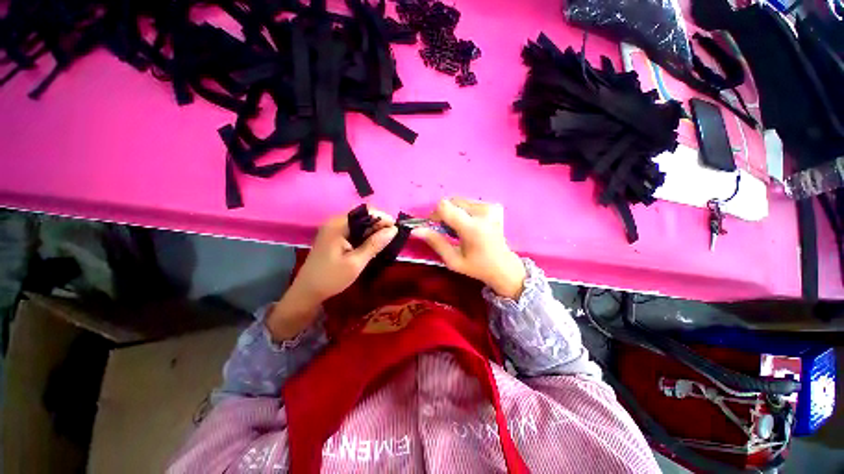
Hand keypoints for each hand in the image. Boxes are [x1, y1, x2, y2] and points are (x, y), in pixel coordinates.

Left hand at [267, 208, 397, 339]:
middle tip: (391, 239)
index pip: (366, 212)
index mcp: (339, 224)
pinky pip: (354, 230)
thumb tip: (393, 230)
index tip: (395, 231)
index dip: (382, 218)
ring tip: (384, 243)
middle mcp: (336, 222)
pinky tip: (371, 246)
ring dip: (373, 231)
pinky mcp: (335, 237)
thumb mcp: (356, 262)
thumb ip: (375, 244)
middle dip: (379, 225)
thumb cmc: (331, 278)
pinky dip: (365, 236)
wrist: (307, 292)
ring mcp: (334, 229)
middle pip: (363, 216)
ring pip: (360, 224)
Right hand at [416, 198, 526, 299]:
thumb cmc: (477, 267)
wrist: (504, 266)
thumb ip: (435, 242)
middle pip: (452, 201)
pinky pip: (470, 203)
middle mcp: (483, 212)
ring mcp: (491, 207)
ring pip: (460, 201)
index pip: (445, 206)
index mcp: (472, 228)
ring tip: (460, 229)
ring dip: (454, 212)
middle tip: (447, 230)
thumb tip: (416, 230)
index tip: (435, 225)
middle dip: (445, 213)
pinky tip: (470, 224)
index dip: (435, 214)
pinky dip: (464, 211)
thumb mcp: (453, 260)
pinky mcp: (494, 206)